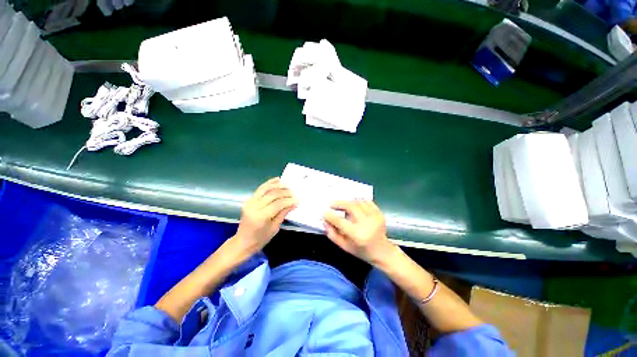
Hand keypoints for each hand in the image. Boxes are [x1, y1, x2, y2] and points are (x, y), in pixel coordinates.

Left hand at [235, 178, 296, 254]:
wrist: (243, 241)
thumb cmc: (260, 238)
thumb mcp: (275, 228)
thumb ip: (283, 213)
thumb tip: (294, 203)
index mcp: (260, 217)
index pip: (277, 204)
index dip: (289, 201)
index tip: (298, 199)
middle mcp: (253, 207)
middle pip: (272, 195)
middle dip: (285, 192)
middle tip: (294, 193)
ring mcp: (249, 202)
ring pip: (265, 189)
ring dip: (277, 185)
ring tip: (287, 184)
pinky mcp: (249, 200)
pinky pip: (260, 189)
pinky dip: (268, 183)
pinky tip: (277, 180)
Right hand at [323, 200, 395, 265]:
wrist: (383, 252)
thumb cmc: (362, 251)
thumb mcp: (345, 247)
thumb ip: (333, 234)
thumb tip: (325, 222)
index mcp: (357, 235)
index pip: (341, 222)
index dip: (331, 216)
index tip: (324, 212)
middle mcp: (367, 224)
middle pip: (351, 207)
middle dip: (340, 203)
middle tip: (332, 204)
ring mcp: (375, 217)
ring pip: (358, 202)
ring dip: (348, 202)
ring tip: (342, 205)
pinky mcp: (379, 213)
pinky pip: (367, 202)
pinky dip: (359, 201)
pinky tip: (354, 204)